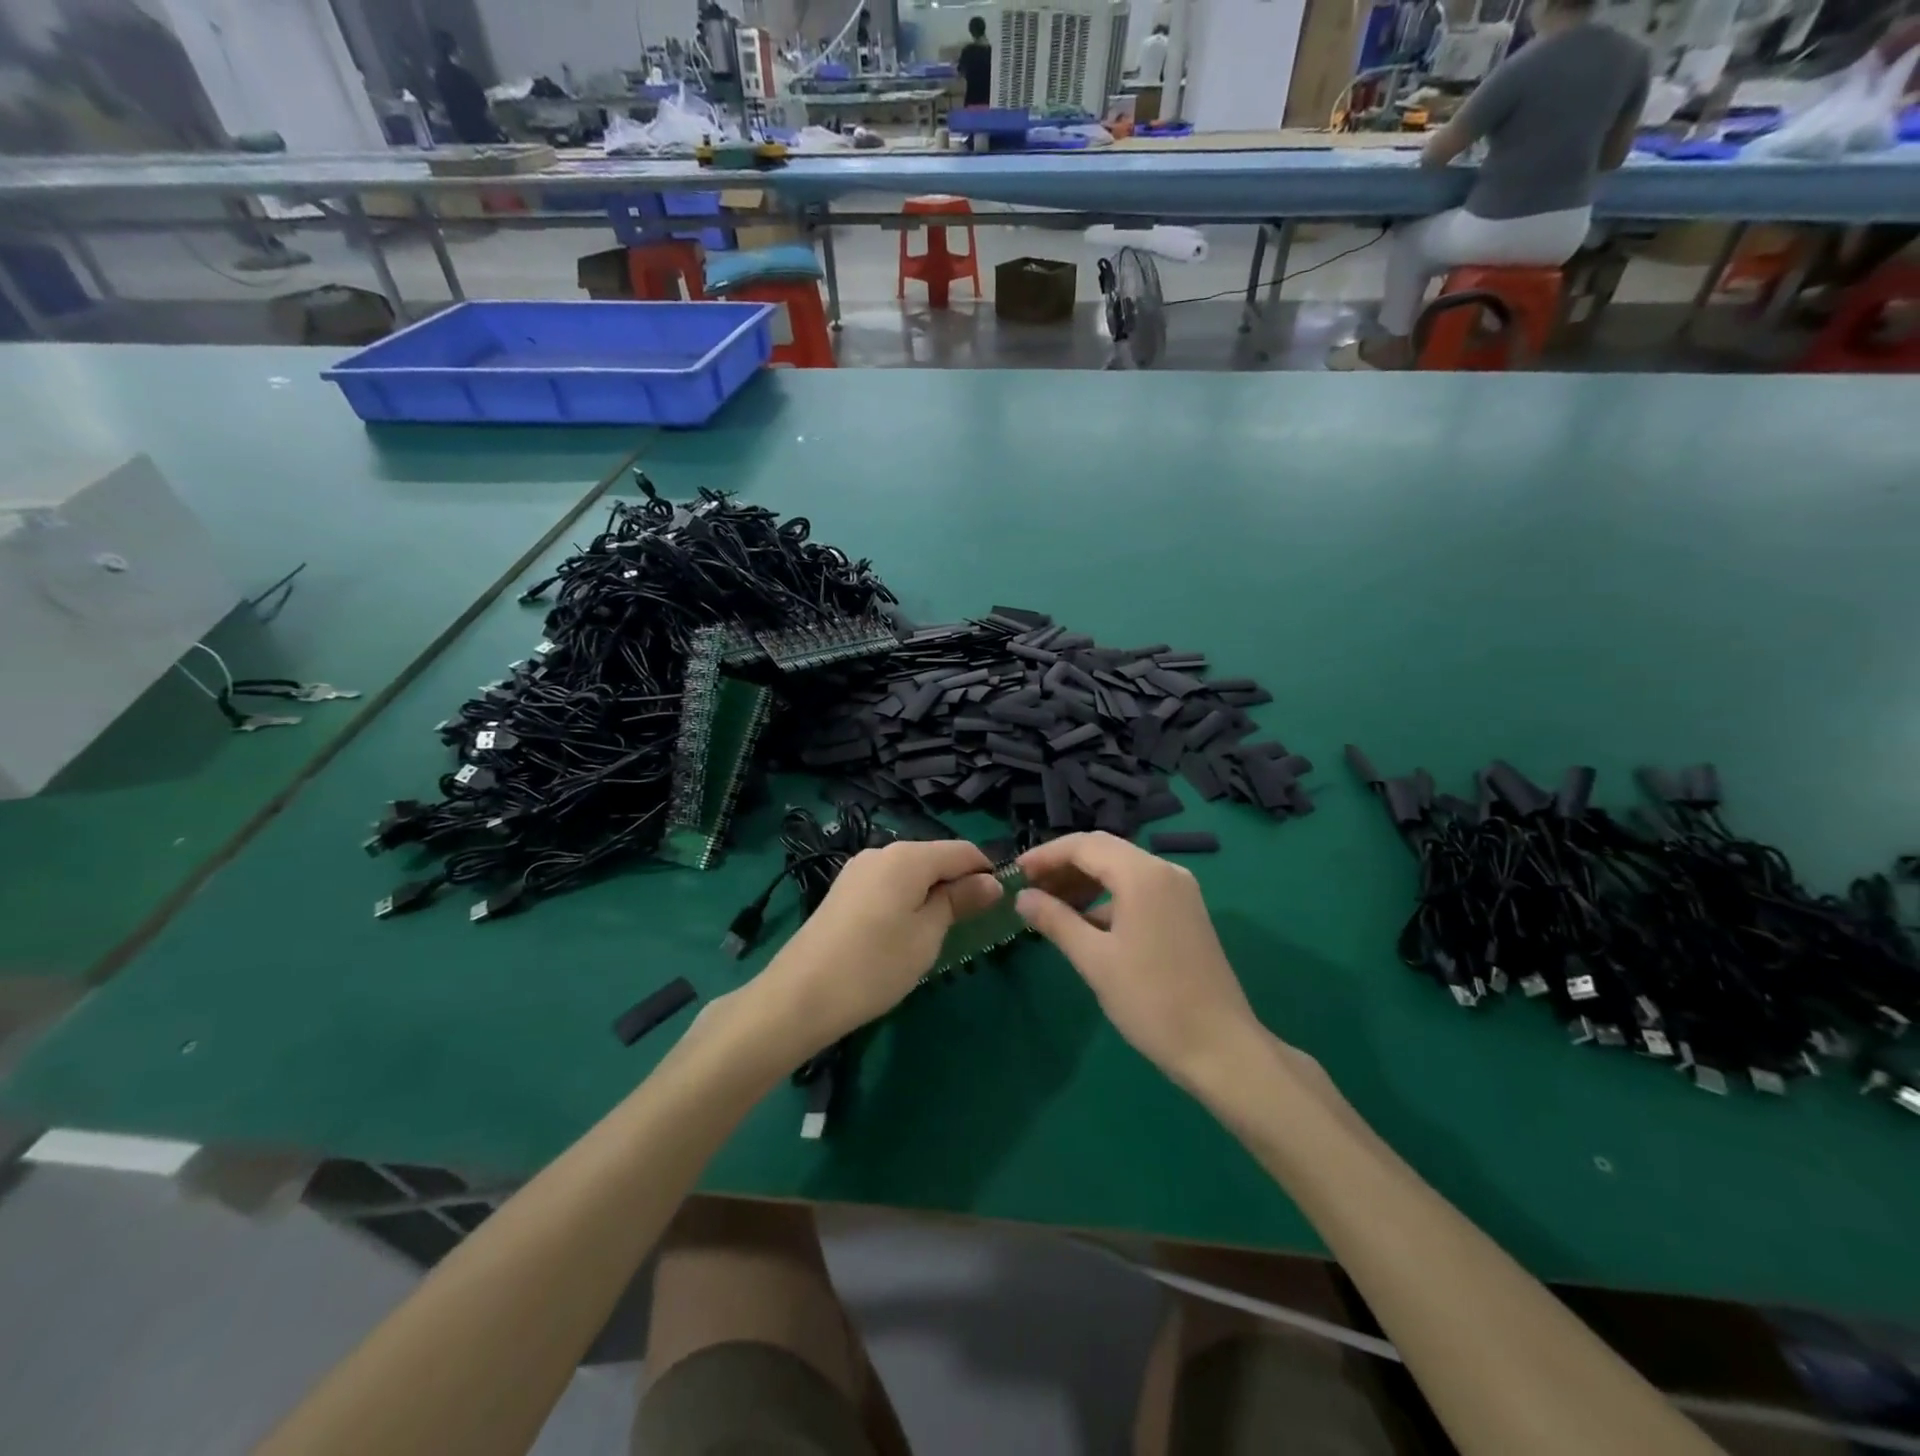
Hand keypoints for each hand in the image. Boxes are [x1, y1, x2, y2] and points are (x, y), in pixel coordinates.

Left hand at [755, 839, 1001, 1053]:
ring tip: (939, 935)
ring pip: (911, 873)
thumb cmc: (875, 965)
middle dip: (958, 885)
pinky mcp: (843, 890)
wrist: (800, 996)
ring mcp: (858, 870)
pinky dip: (907, 901)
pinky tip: (904, 933)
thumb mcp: (928, 935)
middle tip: (972, 927)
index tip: (1001, 905)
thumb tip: (991, 882)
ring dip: (932, 895)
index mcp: (907, 856)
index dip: (987, 872)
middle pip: (935, 858)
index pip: (963, 850)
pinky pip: (888, 885)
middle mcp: (881, 852)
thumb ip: (959, 901)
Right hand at [1015, 833, 1262, 1091]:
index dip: (1045, 855)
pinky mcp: (1185, 912)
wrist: (1221, 1048)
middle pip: (1104, 851)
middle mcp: (1165, 871)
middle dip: (1063, 866)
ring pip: (1121, 870)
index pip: (1084, 845)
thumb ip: (1055, 920)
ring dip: (1084, 882)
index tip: (1015, 873)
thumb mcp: (1094, 960)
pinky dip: (1107, 898)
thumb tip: (1022, 897)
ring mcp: (1180, 891)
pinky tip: (1084, 923)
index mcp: (1143, 874)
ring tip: (1050, 907)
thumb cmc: (1152, 1001)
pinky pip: (1138, 889)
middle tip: (1028, 889)